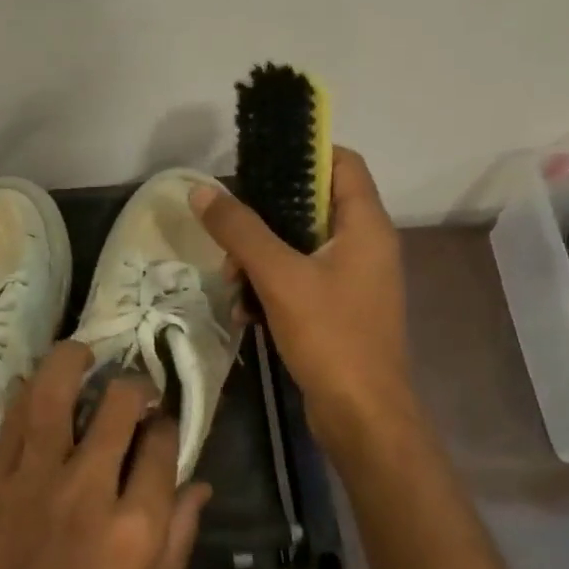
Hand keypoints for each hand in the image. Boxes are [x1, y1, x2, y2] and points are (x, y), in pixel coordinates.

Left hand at [0, 341, 211, 568]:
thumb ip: (180, 538)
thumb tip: (198, 483)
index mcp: (137, 526)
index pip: (161, 445)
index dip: (167, 426)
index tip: (163, 426)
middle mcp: (89, 489)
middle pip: (117, 407)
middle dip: (133, 388)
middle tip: (134, 392)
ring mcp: (36, 481)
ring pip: (56, 395)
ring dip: (73, 362)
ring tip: (85, 354)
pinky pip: (13, 421)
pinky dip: (28, 393)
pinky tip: (40, 384)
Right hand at [191, 147, 412, 444]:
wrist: (362, 415)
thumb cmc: (330, 337)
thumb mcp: (279, 277)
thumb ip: (240, 231)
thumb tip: (202, 191)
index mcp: (365, 225)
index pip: (341, 162)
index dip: (303, 152)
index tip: (257, 161)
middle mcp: (365, 245)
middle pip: (312, 206)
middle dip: (264, 218)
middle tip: (228, 233)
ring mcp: (354, 280)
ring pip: (300, 247)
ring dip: (260, 259)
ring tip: (231, 282)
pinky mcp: (340, 309)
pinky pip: (300, 281)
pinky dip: (271, 288)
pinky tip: (244, 312)